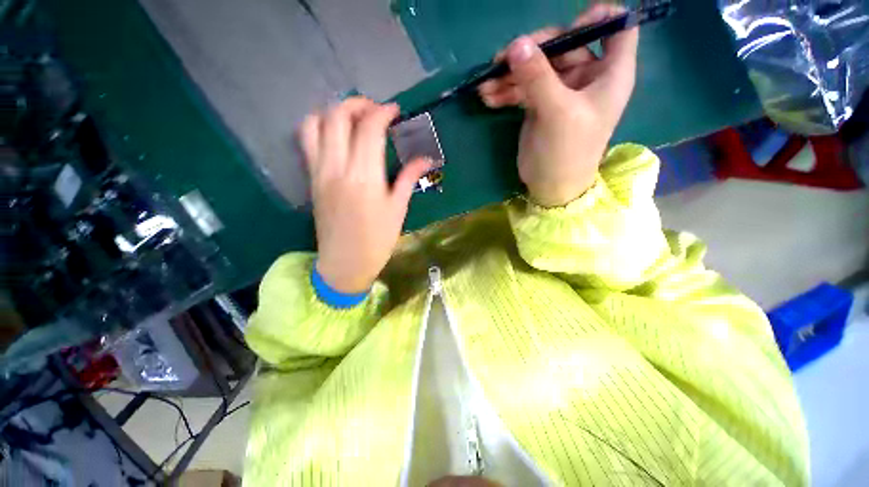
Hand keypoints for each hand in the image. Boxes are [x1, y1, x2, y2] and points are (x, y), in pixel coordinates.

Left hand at [299, 97, 431, 293]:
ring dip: (335, 111)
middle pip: (338, 116)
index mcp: (365, 177)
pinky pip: (307, 141)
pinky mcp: (311, 178)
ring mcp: (320, 172)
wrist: (345, 262)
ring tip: (354, 118)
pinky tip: (336, 135)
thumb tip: (426, 158)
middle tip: (376, 111)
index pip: (369, 129)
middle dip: (358, 104)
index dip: (382, 112)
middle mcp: (338, 168)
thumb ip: (409, 178)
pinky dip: (319, 126)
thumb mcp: (398, 209)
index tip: (395, 111)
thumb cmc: (377, 240)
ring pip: (316, 123)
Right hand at [478, 4, 638, 206]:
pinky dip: (506, 90)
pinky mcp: (540, 105)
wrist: (550, 187)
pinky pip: (523, 88)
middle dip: (532, 51)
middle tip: (502, 60)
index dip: (598, 18)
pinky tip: (488, 98)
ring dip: (510, 74)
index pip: (618, 28)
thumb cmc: (566, 152)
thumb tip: (516, 44)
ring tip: (485, 86)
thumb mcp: (556, 113)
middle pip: (564, 45)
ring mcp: (561, 91)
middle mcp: (587, 76)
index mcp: (609, 73)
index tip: (569, 25)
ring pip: (537, 67)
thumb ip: (537, 77)